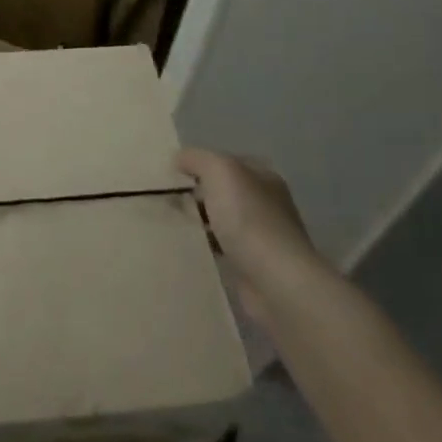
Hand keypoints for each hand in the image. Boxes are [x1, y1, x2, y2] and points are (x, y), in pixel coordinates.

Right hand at [177, 148, 323, 318]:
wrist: (276, 282)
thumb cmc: (248, 219)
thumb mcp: (220, 171)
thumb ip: (198, 159)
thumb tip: (179, 159)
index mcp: (263, 177)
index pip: (227, 162)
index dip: (199, 164)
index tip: (170, 174)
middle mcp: (266, 203)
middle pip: (223, 191)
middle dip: (196, 194)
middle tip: (166, 200)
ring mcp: (262, 236)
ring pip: (221, 220)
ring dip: (199, 221)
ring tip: (170, 224)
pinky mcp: (253, 265)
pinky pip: (222, 247)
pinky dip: (206, 246)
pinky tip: (188, 248)